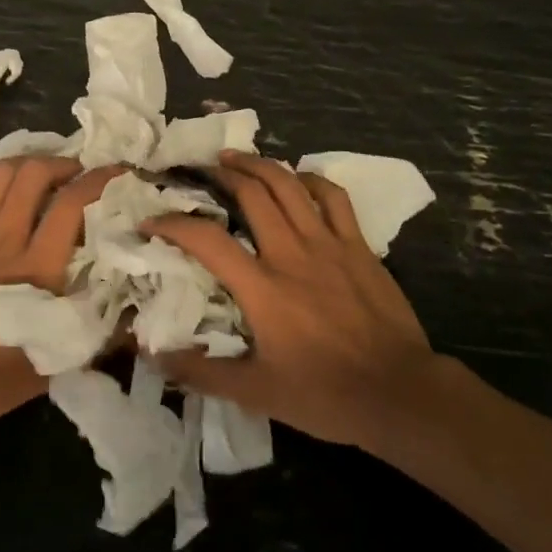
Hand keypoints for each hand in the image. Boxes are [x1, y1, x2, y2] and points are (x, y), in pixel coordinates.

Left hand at [0, 158, 122, 428]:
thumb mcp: (48, 367)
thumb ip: (91, 338)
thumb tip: (131, 321)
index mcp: (37, 270)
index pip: (71, 205)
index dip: (99, 181)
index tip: (119, 173)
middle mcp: (5, 240)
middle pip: (34, 175)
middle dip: (62, 163)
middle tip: (77, 174)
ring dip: (27, 164)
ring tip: (42, 174)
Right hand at [143, 151, 436, 449]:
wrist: (399, 393)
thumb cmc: (325, 394)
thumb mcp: (257, 393)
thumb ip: (203, 373)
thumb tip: (156, 357)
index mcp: (262, 288)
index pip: (207, 240)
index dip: (173, 224)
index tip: (152, 221)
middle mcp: (291, 254)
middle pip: (251, 194)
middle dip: (219, 174)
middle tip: (199, 170)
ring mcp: (328, 244)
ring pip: (289, 185)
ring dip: (258, 165)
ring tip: (236, 157)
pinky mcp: (358, 246)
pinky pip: (333, 197)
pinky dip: (311, 180)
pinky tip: (298, 178)